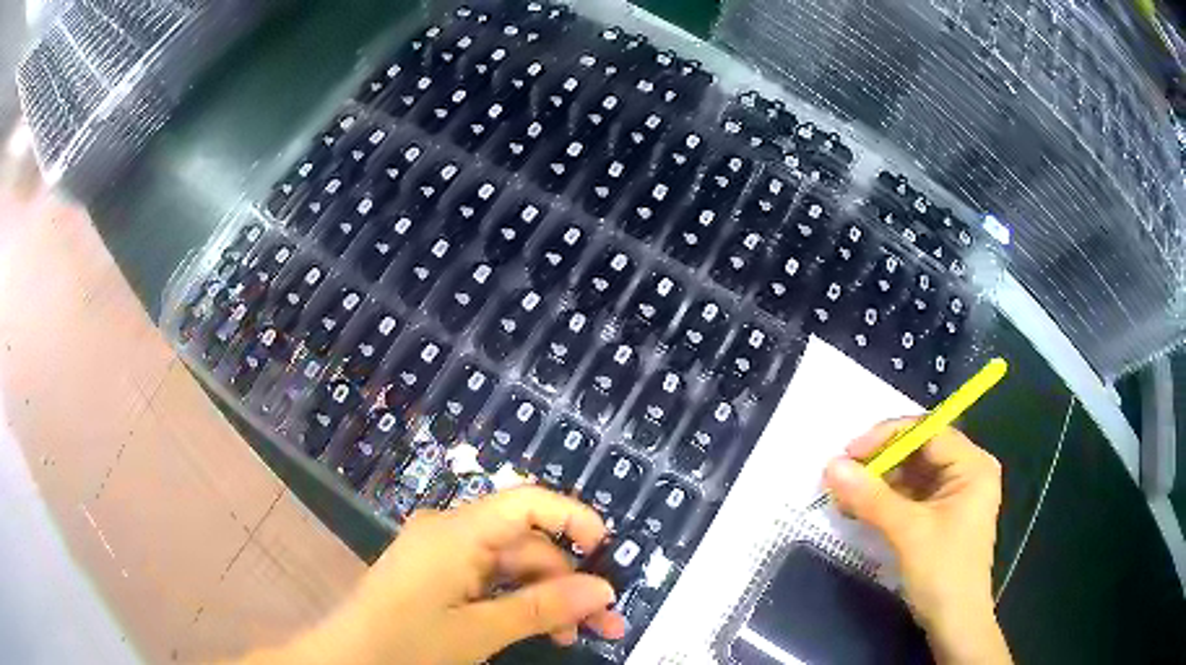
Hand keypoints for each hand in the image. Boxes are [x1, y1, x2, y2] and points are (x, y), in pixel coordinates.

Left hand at [243, 487, 624, 664]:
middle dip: (567, 582)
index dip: (572, 517)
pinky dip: (516, 602)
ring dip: (545, 598)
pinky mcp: (437, 574)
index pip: (526, 501)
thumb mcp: (480, 631)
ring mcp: (442, 554)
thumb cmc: (408, 642)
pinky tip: (538, 629)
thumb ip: (543, 608)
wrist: (347, 658)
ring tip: (574, 636)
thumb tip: (604, 590)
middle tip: (604, 623)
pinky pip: (488, 579)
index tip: (607, 550)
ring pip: (510, 567)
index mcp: (457, 532)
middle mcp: (451, 532)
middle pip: (524, 544)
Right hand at [824, 419, 1011, 664]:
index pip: (928, 432)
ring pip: (911, 474)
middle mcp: (966, 472)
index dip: (887, 437)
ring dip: (878, 482)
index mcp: (973, 466)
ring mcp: (953, 494)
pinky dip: (885, 500)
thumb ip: (871, 498)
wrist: (954, 624)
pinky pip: (910, 495)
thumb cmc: (943, 573)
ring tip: (845, 494)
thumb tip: (831, 466)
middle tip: (843, 475)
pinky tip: (860, 508)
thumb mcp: (908, 533)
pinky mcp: (940, 515)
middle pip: (919, 451)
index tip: (849, 452)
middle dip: (880, 462)